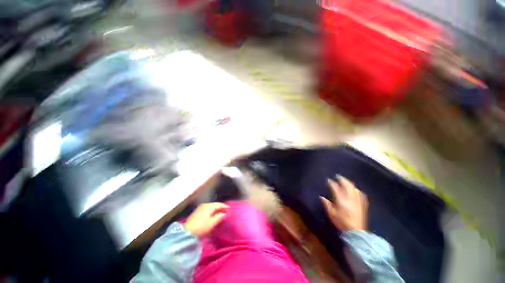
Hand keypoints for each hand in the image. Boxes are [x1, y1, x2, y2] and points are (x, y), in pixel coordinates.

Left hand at [185, 203, 228, 236]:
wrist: (186, 231)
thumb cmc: (201, 227)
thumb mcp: (211, 223)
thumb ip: (219, 217)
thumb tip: (224, 214)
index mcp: (209, 206)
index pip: (219, 204)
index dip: (225, 207)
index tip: (230, 210)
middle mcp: (205, 205)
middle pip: (215, 205)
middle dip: (221, 208)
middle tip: (226, 212)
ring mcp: (201, 208)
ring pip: (211, 207)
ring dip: (216, 210)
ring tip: (220, 214)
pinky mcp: (197, 212)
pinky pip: (207, 209)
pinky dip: (212, 211)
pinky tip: (213, 215)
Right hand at [320, 175, 367, 231]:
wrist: (356, 231)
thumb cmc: (341, 222)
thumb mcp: (331, 213)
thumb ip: (326, 204)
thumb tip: (321, 197)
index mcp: (341, 200)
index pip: (335, 187)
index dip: (331, 183)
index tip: (328, 180)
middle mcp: (350, 198)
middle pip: (347, 185)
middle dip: (342, 179)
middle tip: (338, 176)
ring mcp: (357, 201)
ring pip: (354, 188)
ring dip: (349, 183)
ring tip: (346, 181)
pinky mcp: (362, 204)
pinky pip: (360, 194)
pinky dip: (356, 190)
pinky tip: (355, 190)